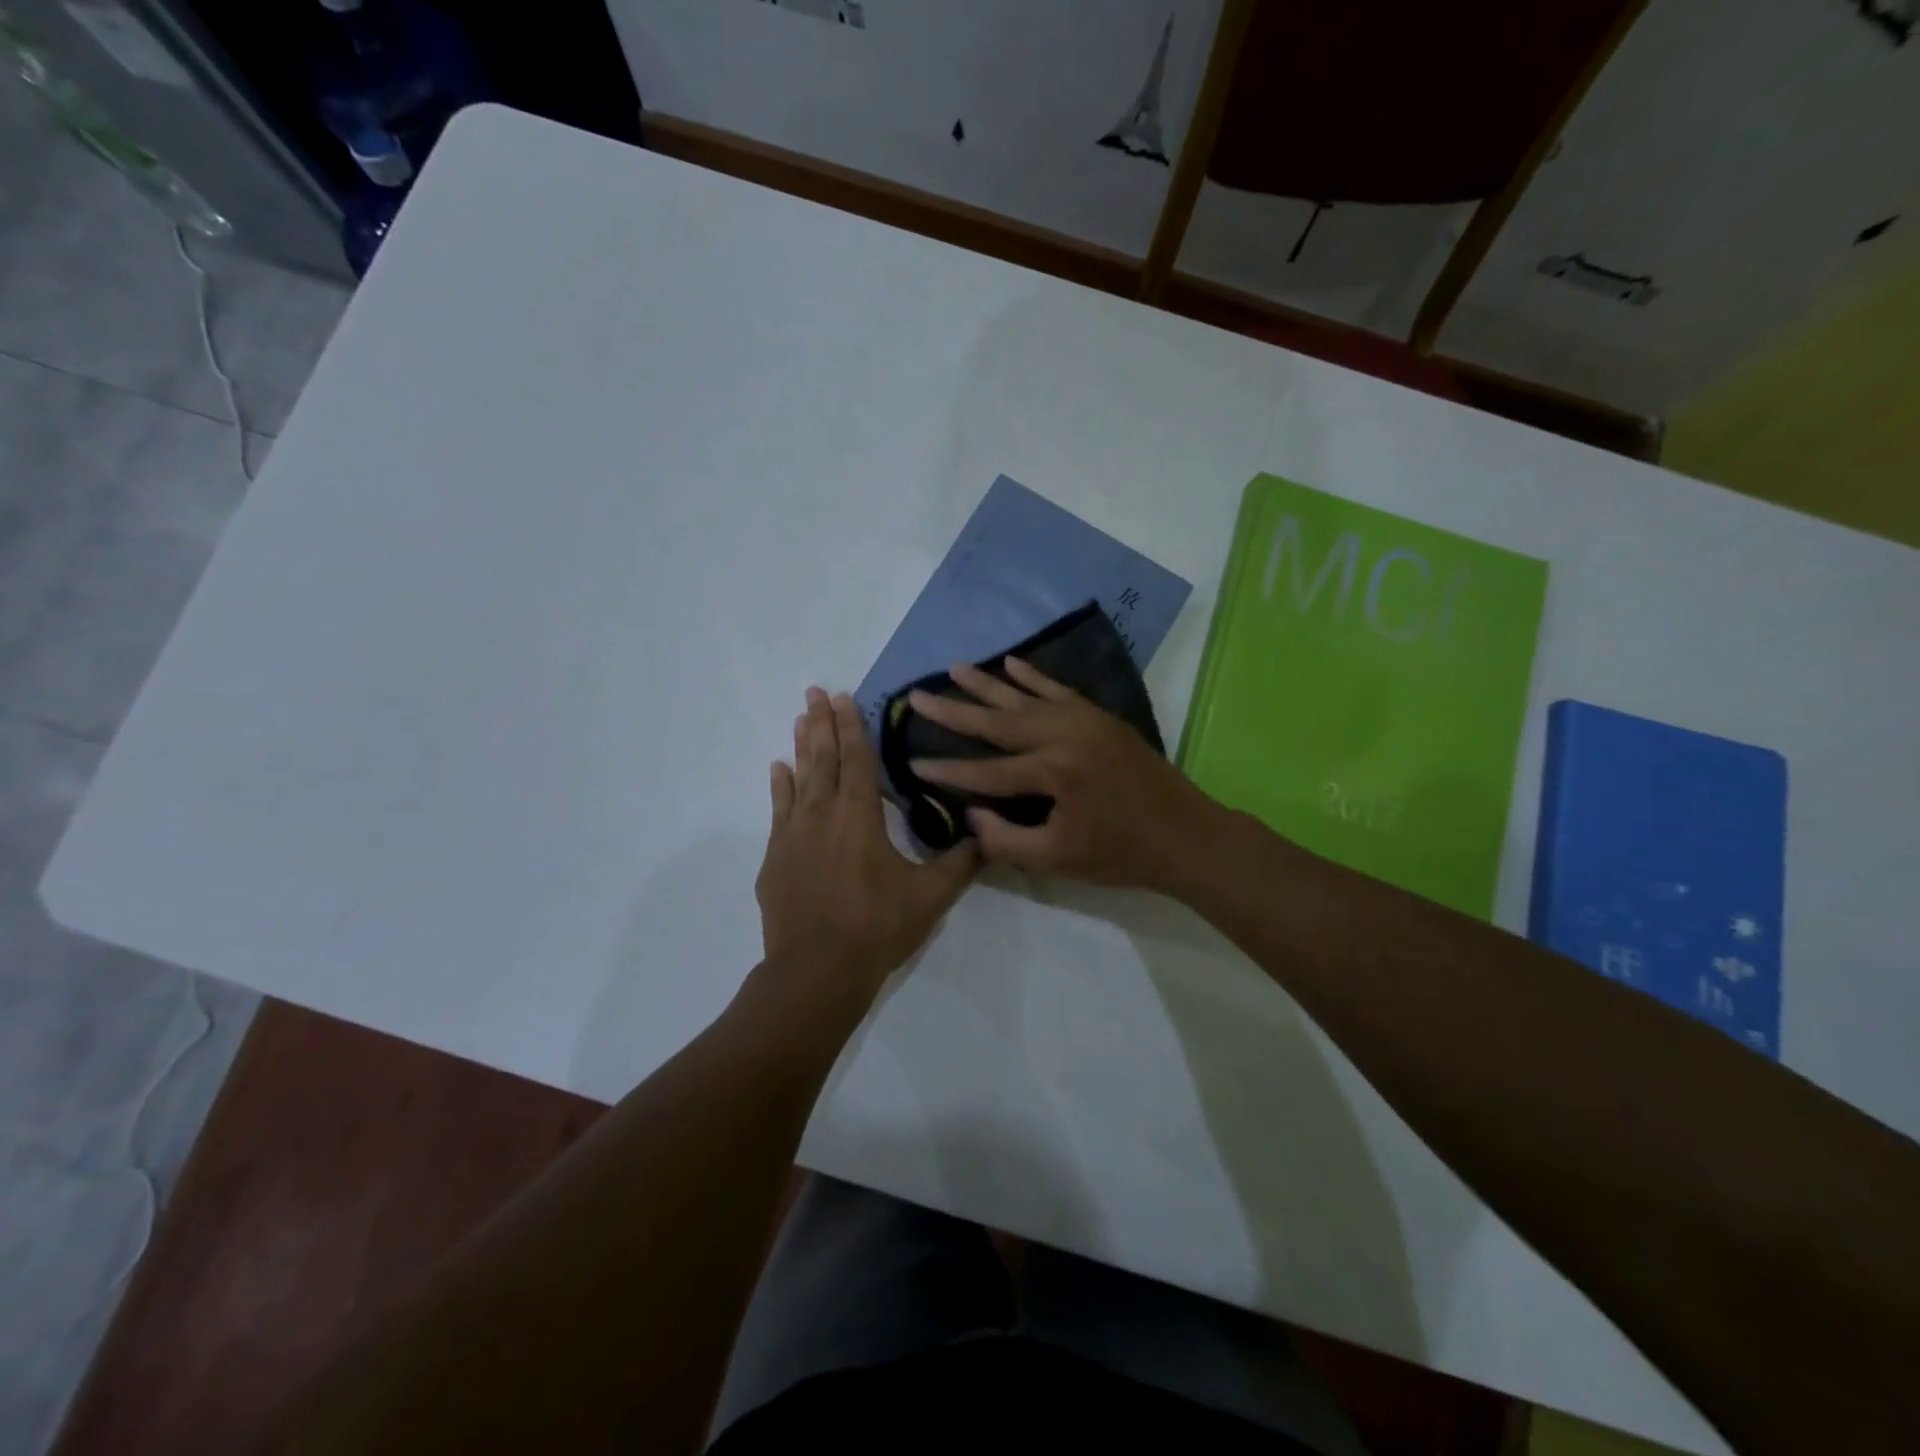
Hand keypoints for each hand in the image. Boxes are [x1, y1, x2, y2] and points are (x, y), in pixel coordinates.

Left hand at [756, 688, 977, 1001]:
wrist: (817, 970)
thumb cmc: (877, 927)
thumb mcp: (930, 896)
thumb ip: (960, 864)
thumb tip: (987, 838)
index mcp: (860, 816)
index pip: (858, 759)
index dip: (853, 727)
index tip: (844, 697)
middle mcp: (823, 814)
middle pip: (823, 758)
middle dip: (822, 723)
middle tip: (815, 692)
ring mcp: (793, 834)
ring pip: (799, 778)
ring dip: (801, 746)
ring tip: (799, 718)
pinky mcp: (776, 857)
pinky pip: (778, 810)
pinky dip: (780, 787)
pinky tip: (778, 769)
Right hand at [908, 658, 1220, 891]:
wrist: (1186, 835)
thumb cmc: (1121, 853)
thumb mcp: (1058, 860)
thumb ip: (1005, 840)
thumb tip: (970, 814)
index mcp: (1054, 771)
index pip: (986, 771)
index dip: (947, 771)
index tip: (910, 763)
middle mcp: (1064, 734)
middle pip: (997, 721)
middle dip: (954, 710)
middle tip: (916, 695)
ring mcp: (1084, 720)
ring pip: (1024, 697)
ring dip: (986, 684)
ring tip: (954, 668)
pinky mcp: (1099, 716)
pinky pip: (1058, 689)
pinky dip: (1032, 676)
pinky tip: (1010, 662)